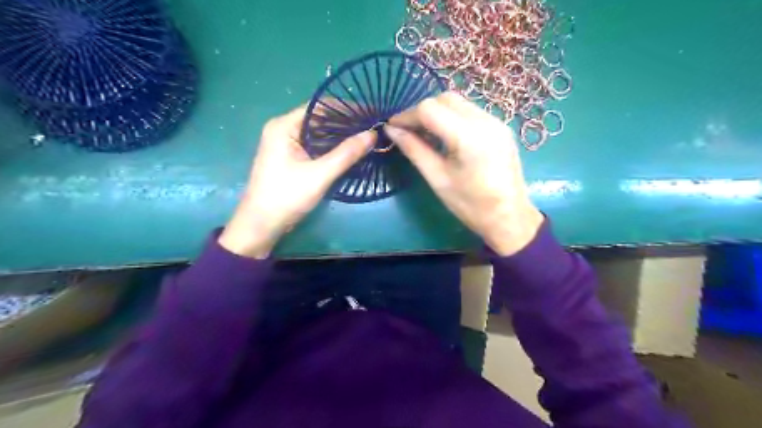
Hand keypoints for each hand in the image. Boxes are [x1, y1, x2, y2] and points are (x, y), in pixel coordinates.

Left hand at [220, 104, 375, 257]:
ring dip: (341, 135)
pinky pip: (315, 146)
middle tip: (373, 125)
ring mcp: (287, 144)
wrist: (261, 225)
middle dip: (346, 122)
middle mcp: (284, 129)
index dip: (347, 108)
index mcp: (284, 126)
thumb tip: (372, 134)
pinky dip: (332, 147)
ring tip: (367, 136)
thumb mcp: (319, 175)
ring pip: (319, 133)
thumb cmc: (286, 197)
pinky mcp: (291, 158)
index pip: (320, 107)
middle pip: (320, 119)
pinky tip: (350, 150)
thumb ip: (346, 154)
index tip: (371, 112)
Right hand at [388, 91, 540, 254]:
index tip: (392, 128)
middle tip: (408, 131)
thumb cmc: (471, 205)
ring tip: (424, 133)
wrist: (510, 218)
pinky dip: (452, 117)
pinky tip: (445, 136)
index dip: (407, 115)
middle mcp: (485, 121)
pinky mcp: (501, 127)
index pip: (430, 109)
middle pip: (445, 99)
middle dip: (422, 111)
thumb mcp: (438, 179)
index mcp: (469, 137)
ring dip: (437, 112)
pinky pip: (470, 112)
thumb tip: (391, 131)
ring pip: (459, 103)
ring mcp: (496, 121)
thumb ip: (414, 150)